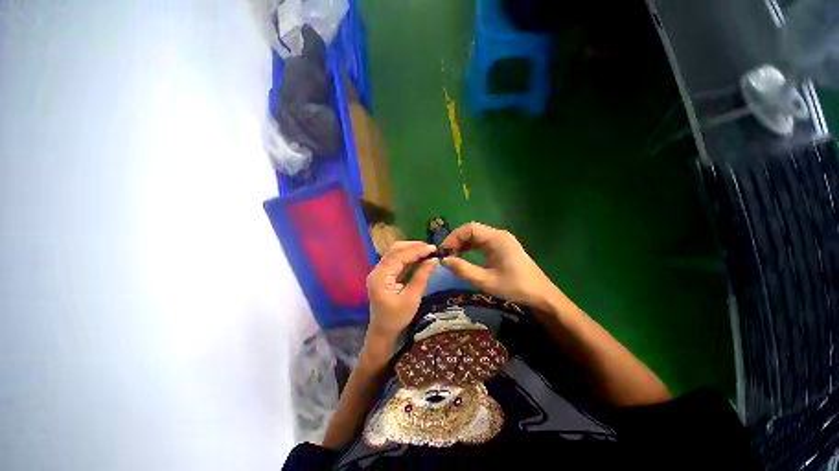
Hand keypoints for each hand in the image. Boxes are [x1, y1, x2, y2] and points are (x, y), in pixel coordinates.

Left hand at [366, 241, 438, 342]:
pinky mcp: (384, 274)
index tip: (432, 248)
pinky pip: (396, 261)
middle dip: (413, 246)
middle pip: (394, 250)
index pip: (399, 256)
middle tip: (430, 247)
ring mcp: (380, 272)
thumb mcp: (412, 298)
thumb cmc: (397, 317)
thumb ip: (421, 277)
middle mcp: (378, 270)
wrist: (383, 331)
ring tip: (427, 250)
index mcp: (381, 277)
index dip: (416, 250)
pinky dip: (408, 257)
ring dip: (411, 250)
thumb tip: (433, 260)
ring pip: (395, 253)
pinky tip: (419, 257)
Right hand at [441, 222, 557, 309]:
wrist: (541, 295)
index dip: (454, 237)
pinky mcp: (502, 247)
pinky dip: (471, 248)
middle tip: (446, 255)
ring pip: (476, 236)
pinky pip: (482, 243)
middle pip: (472, 230)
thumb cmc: (515, 287)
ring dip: (463, 245)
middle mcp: (499, 235)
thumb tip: (444, 260)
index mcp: (497, 239)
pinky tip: (464, 258)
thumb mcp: (486, 281)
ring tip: (452, 257)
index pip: (470, 228)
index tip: (444, 251)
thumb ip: (463, 269)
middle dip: (457, 241)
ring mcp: (501, 240)